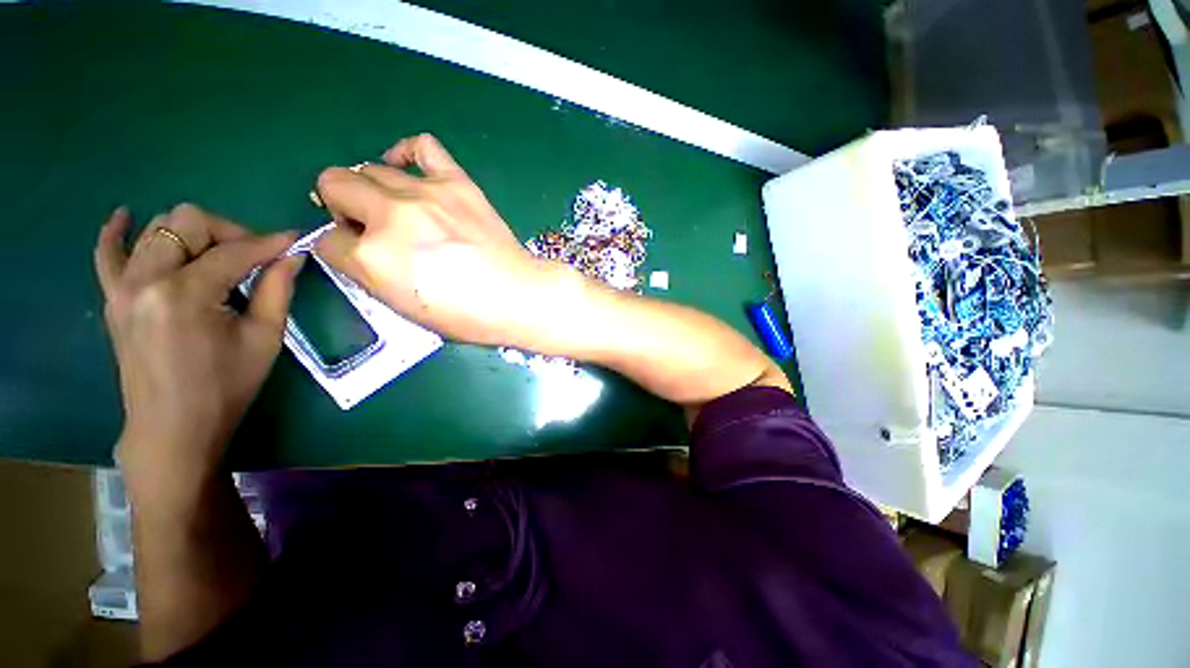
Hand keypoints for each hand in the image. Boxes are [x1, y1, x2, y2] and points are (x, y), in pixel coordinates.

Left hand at [94, 203, 300, 476]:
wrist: (172, 426)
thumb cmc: (225, 386)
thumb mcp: (263, 338)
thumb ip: (277, 290)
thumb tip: (292, 255)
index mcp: (185, 294)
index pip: (233, 251)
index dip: (269, 243)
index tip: (295, 241)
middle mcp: (146, 279)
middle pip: (187, 222)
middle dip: (228, 232)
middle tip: (254, 258)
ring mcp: (122, 286)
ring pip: (156, 228)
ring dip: (193, 233)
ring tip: (217, 256)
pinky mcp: (113, 297)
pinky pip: (107, 252)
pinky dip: (118, 231)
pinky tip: (126, 216)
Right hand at [314, 134, 558, 344]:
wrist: (518, 297)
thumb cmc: (466, 315)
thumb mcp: (404, 307)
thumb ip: (368, 272)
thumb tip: (354, 244)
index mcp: (373, 258)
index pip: (326, 241)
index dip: (340, 249)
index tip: (360, 256)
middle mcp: (391, 216)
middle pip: (334, 185)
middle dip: (341, 208)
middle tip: (368, 228)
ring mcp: (426, 194)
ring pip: (368, 167)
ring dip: (370, 188)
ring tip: (393, 208)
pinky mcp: (457, 183)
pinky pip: (421, 145)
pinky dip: (406, 152)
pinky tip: (407, 171)